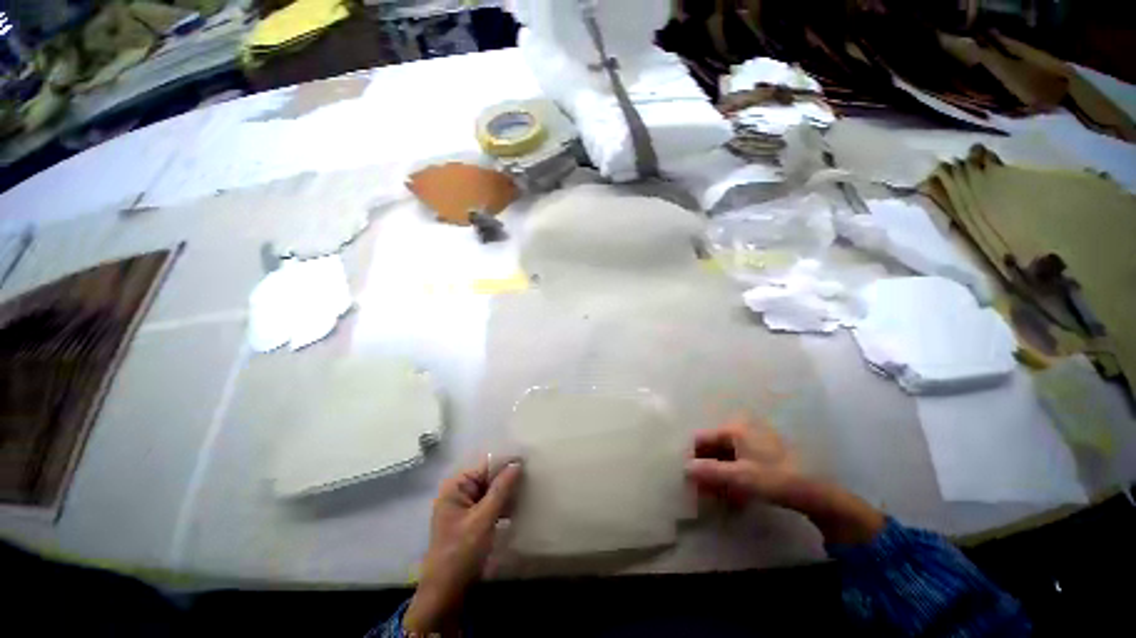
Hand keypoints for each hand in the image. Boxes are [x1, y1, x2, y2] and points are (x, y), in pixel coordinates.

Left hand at [404, 459, 521, 634]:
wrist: (445, 594)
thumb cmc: (461, 553)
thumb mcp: (483, 520)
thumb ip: (501, 489)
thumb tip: (517, 463)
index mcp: (456, 486)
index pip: (486, 466)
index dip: (507, 464)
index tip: (530, 463)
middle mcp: (459, 492)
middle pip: (489, 477)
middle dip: (509, 479)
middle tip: (533, 479)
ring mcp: (465, 507)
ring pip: (492, 491)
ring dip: (508, 493)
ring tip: (530, 492)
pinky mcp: (471, 520)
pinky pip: (490, 504)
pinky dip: (503, 505)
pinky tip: (519, 508)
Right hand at [686, 417, 884, 544]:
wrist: (816, 493)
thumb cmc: (774, 479)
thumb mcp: (739, 477)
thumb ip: (709, 471)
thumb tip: (685, 468)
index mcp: (734, 429)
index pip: (703, 439)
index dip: (694, 457)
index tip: (689, 478)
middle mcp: (742, 429)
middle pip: (714, 448)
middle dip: (707, 469)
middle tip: (703, 491)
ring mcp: (755, 441)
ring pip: (727, 457)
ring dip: (720, 476)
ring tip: (718, 498)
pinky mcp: (765, 453)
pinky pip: (740, 462)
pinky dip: (734, 477)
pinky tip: (735, 496)